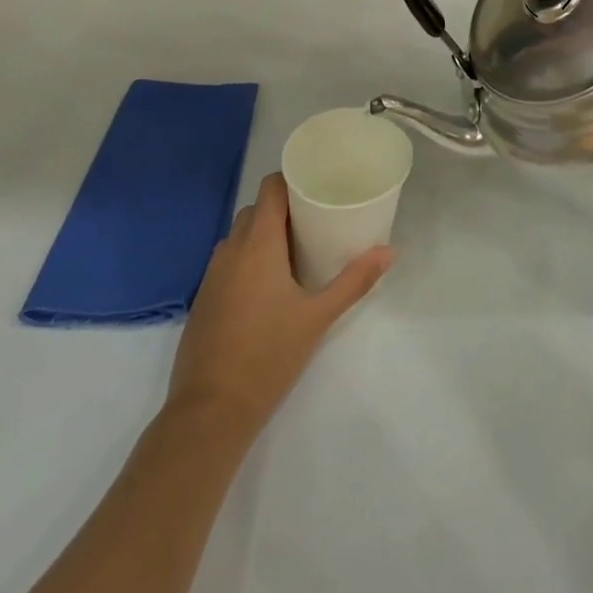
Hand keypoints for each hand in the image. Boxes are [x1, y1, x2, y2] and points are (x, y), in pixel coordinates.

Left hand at [167, 173, 391, 434]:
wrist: (209, 411)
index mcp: (258, 243)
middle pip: (256, 209)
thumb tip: (389, 251)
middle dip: (282, 210)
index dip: (291, 180)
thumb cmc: (269, 356)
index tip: (316, 186)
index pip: (270, 187)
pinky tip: (267, 286)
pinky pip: (228, 261)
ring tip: (295, 252)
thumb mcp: (318, 317)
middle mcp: (231, 249)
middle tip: (315, 222)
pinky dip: (247, 259)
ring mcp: (212, 274)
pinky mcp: (203, 298)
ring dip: (264, 235)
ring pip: (240, 236)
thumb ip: (354, 281)